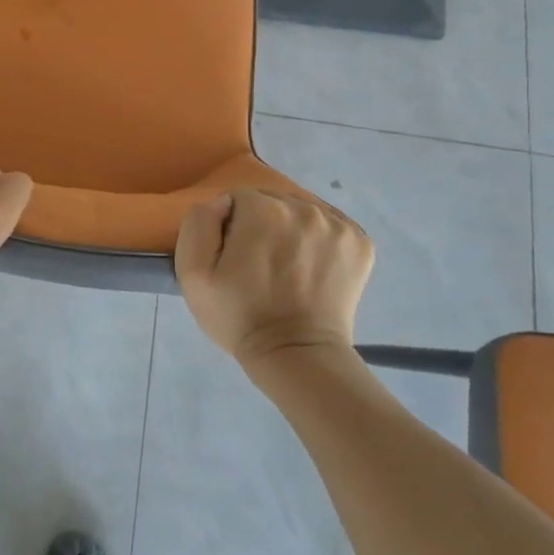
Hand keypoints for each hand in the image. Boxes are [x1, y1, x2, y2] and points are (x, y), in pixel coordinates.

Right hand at [174, 189, 374, 368]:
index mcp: (262, 209)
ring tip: (287, 268)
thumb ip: (198, 223)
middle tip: (258, 264)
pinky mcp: (360, 242)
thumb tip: (221, 204)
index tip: (233, 258)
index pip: (237, 199)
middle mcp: (304, 207)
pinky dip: (320, 240)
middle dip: (262, 224)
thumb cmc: (238, 316)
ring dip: (291, 230)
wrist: (296, 355)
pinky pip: (331, 226)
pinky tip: (311, 268)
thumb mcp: (192, 273)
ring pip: (302, 211)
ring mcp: (337, 224)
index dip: (230, 228)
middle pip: (272, 201)